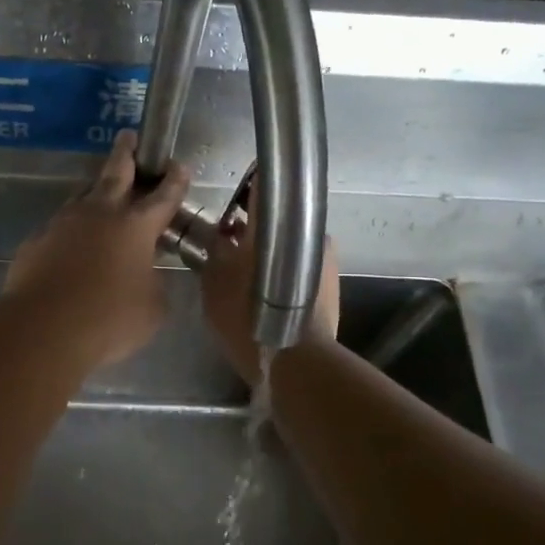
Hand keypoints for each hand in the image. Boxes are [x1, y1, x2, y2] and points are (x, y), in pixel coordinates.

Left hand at [4, 131, 191, 367]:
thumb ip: (153, 283)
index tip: (178, 164)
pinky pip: (59, 227)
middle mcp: (100, 214)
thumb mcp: (152, 308)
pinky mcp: (37, 241)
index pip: (163, 196)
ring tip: (101, 191)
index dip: (174, 180)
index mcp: (136, 227)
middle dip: (126, 153)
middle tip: (128, 137)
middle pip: (115, 173)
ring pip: (83, 196)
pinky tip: (71, 244)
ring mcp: (63, 224)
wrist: (44, 328)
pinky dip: (71, 230)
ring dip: (96, 191)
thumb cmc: (110, 319)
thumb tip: (145, 275)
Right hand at [200, 200, 340, 383]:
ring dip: (269, 249)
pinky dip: (282, 268)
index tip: (232, 198)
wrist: (294, 358)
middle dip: (253, 226)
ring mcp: (324, 256)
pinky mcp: (330, 282)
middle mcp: (307, 231)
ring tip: (245, 269)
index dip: (246, 188)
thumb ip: (213, 249)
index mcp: (277, 222)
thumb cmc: (247, 314)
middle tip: (229, 241)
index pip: (263, 185)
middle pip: (277, 217)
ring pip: (289, 242)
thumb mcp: (214, 280)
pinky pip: (300, 264)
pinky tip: (264, 288)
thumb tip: (218, 233)